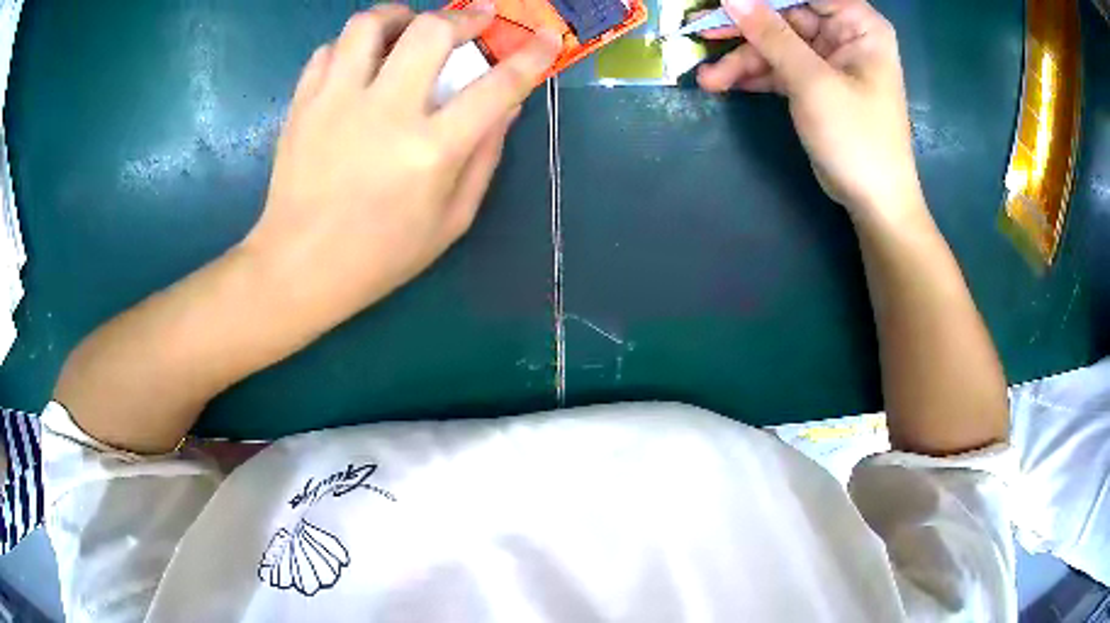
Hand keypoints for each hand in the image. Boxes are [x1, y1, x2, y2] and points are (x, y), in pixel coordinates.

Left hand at [242, 5, 560, 327]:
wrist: (299, 267)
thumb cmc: (380, 255)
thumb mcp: (451, 221)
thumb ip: (484, 159)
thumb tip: (507, 106)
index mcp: (431, 150)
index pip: (496, 87)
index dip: (530, 57)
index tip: (545, 39)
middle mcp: (384, 112)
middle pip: (430, 31)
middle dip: (463, 16)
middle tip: (474, 20)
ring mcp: (336, 103)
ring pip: (368, 24)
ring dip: (399, 15)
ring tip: (408, 28)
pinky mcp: (302, 105)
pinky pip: (329, 50)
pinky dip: (352, 46)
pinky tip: (361, 63)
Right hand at [697, 0, 919, 218]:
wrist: (873, 202)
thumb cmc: (858, 138)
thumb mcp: (813, 82)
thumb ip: (772, 35)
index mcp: (858, 24)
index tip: (726, 2)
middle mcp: (843, 34)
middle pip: (784, 14)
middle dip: (744, 27)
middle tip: (699, 29)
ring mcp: (827, 59)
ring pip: (775, 43)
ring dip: (742, 59)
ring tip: (708, 79)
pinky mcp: (814, 82)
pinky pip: (777, 67)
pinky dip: (753, 75)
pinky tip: (722, 83)